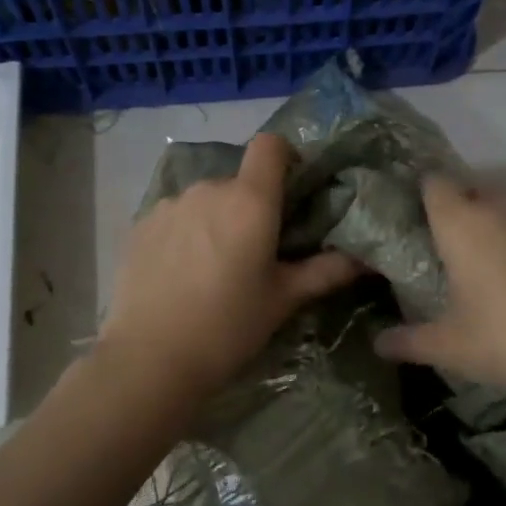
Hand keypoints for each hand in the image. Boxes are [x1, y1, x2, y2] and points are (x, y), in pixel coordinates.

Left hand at [98, 132, 363, 404]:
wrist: (149, 360)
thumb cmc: (228, 327)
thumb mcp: (283, 300)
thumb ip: (325, 271)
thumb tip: (365, 259)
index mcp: (249, 200)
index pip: (270, 145)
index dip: (285, 157)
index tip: (291, 190)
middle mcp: (209, 189)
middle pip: (238, 181)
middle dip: (251, 205)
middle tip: (255, 250)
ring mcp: (170, 205)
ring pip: (205, 200)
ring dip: (216, 219)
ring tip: (214, 266)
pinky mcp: (140, 225)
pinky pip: (175, 217)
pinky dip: (185, 233)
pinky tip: (180, 273)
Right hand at [374, 176, 505, 405]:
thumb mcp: (450, 347)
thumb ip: (409, 341)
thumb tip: (378, 343)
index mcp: (461, 224)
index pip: (435, 184)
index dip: (429, 195)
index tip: (428, 218)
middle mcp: (503, 205)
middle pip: (478, 194)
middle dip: (471, 214)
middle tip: (469, 254)